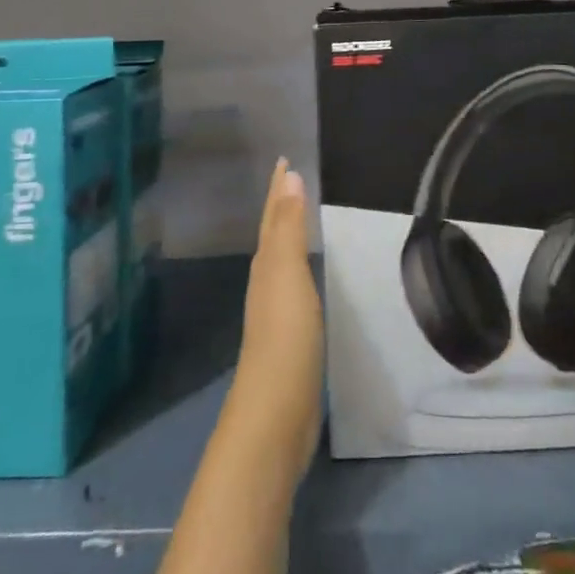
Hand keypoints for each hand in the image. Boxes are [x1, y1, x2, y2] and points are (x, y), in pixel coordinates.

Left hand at [230, 158, 323, 485]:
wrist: (276, 413)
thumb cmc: (285, 336)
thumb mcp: (287, 273)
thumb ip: (290, 227)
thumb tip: (289, 175)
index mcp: (266, 265)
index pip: (273, 216)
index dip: (278, 188)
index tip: (284, 159)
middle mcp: (266, 283)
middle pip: (273, 235)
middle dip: (281, 206)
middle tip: (293, 178)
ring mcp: (276, 313)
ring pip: (281, 260)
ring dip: (289, 236)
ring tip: (301, 219)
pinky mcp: (289, 339)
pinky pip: (294, 288)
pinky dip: (299, 269)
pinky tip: (308, 277)